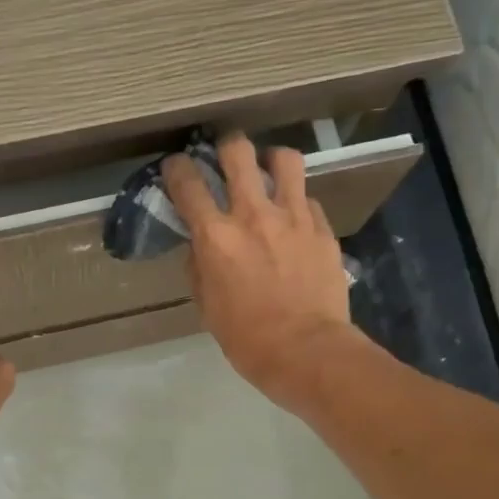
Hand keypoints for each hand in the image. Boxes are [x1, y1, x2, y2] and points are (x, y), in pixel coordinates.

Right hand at [162, 133, 358, 407]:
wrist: (307, 351)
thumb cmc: (248, 339)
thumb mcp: (208, 308)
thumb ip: (200, 269)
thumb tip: (199, 248)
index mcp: (216, 237)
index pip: (188, 184)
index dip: (177, 168)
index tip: (176, 168)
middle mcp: (253, 214)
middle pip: (237, 152)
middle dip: (226, 147)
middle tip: (225, 158)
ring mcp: (293, 217)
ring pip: (284, 159)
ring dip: (271, 160)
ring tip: (268, 172)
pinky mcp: (322, 228)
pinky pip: (308, 199)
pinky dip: (297, 202)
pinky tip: (294, 219)